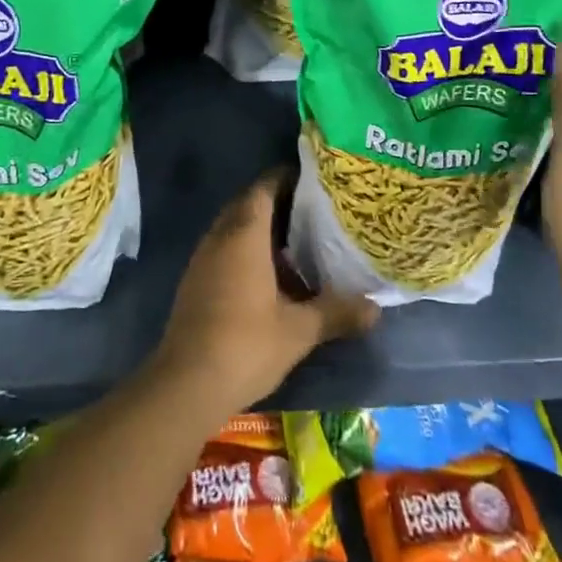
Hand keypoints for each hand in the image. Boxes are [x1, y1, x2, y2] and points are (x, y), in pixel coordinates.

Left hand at [152, 174, 378, 417]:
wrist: (186, 383)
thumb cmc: (245, 344)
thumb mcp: (298, 331)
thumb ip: (336, 313)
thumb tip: (375, 307)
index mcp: (244, 234)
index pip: (265, 187)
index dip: (288, 178)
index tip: (315, 181)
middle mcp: (220, 235)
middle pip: (249, 204)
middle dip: (278, 204)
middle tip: (313, 212)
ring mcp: (204, 258)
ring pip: (235, 228)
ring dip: (262, 230)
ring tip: (298, 244)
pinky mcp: (196, 280)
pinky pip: (225, 250)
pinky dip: (247, 251)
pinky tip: (270, 277)